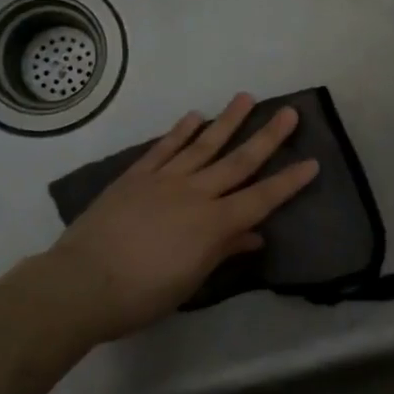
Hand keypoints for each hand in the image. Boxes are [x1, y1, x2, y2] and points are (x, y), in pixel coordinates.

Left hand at [44, 94, 319, 342]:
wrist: (82, 283)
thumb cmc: (142, 295)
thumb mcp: (191, 281)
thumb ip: (223, 251)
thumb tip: (254, 235)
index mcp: (213, 224)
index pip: (261, 199)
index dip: (288, 182)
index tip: (312, 162)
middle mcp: (195, 194)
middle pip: (238, 161)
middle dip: (267, 137)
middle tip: (289, 112)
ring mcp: (164, 180)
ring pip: (203, 145)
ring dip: (227, 121)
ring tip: (246, 98)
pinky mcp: (136, 176)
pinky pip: (163, 148)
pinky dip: (180, 131)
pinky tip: (194, 116)